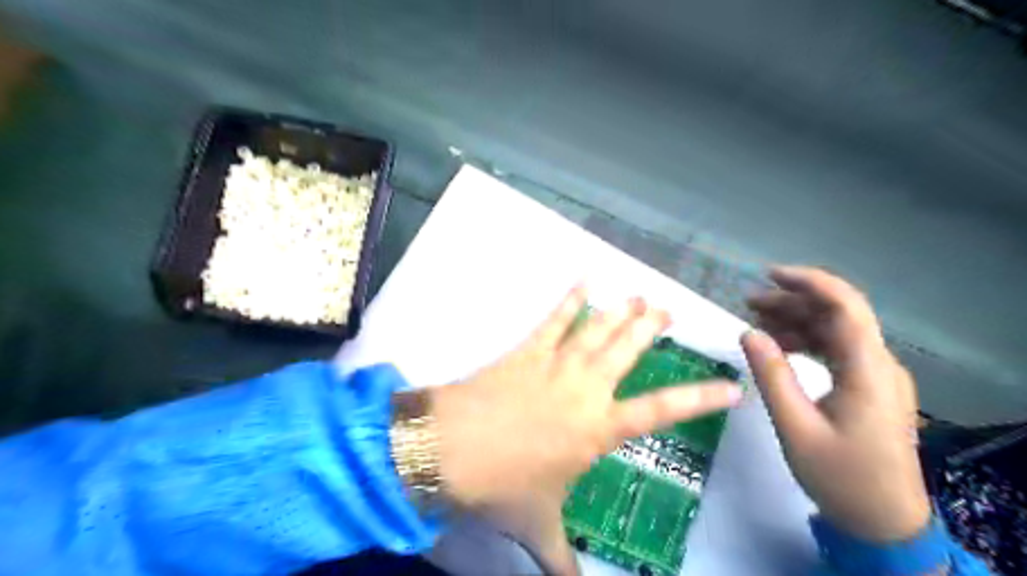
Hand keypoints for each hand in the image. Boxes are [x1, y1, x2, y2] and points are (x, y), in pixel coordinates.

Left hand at [431, 285, 741, 574]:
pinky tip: (584, 279)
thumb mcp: (539, 526)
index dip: (701, 398)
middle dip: (651, 328)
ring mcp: (557, 364)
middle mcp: (585, 389)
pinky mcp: (528, 351)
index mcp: (598, 428)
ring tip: (640, 297)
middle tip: (668, 310)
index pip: (663, 410)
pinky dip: (570, 299)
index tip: (732, 386)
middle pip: (628, 351)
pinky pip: (554, 320)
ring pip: (598, 330)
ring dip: (621, 312)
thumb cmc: (503, 486)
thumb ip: (563, 560)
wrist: (451, 449)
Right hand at [738, 268, 931, 541]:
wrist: (882, 522)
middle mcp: (879, 364)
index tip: (769, 275)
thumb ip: (771, 375)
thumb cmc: (839, 476)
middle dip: (793, 302)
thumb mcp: (795, 426)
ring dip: (797, 321)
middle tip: (748, 303)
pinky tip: (779, 347)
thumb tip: (748, 332)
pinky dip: (806, 342)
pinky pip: (836, 351)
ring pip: (836, 331)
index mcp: (867, 371)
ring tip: (756, 322)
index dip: (809, 282)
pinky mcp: (869, 387)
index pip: (845, 307)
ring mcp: (877, 375)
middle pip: (838, 315)